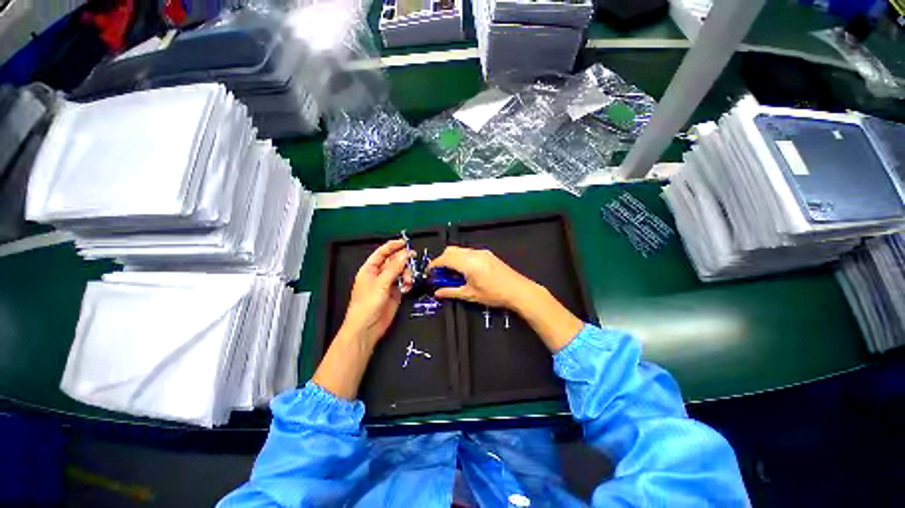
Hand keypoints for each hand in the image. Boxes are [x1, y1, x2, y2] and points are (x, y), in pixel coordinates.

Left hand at [341, 239, 413, 348]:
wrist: (367, 328)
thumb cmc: (366, 305)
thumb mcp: (380, 284)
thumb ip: (394, 268)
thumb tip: (404, 255)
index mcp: (369, 269)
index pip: (381, 253)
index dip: (392, 246)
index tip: (404, 243)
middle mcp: (379, 275)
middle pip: (393, 261)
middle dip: (403, 261)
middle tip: (412, 259)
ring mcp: (387, 284)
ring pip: (401, 272)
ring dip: (406, 274)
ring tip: (407, 281)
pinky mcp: (395, 293)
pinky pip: (404, 283)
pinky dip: (407, 283)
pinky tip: (407, 288)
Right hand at [428, 245, 582, 351]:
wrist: (519, 290)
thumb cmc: (494, 294)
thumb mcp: (470, 295)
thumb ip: (451, 292)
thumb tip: (437, 293)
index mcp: (468, 263)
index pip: (445, 259)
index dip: (434, 265)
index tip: (429, 273)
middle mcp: (473, 253)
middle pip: (451, 250)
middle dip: (442, 260)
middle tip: (441, 274)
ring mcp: (481, 252)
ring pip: (460, 250)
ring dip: (452, 258)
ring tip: (453, 274)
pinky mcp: (487, 254)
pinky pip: (468, 252)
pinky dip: (461, 258)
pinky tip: (465, 271)